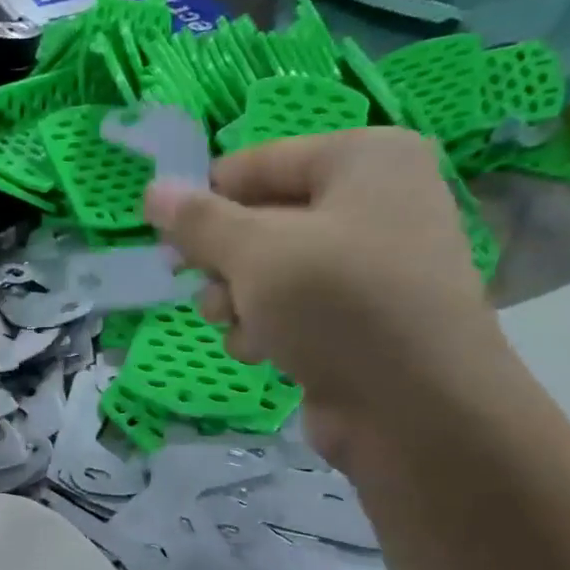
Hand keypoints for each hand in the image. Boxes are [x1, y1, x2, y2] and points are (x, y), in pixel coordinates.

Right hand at [141, 128, 504, 463]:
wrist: (416, 409)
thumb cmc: (338, 306)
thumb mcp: (255, 252)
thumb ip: (198, 221)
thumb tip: (153, 191)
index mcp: (363, 159)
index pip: (255, 164)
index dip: (205, 201)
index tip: (165, 241)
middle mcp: (372, 202)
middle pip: (259, 219)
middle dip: (221, 260)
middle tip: (197, 284)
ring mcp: (367, 264)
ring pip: (267, 269)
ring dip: (235, 299)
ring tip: (233, 322)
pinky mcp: (357, 318)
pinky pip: (290, 307)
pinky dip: (265, 327)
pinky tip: (262, 351)